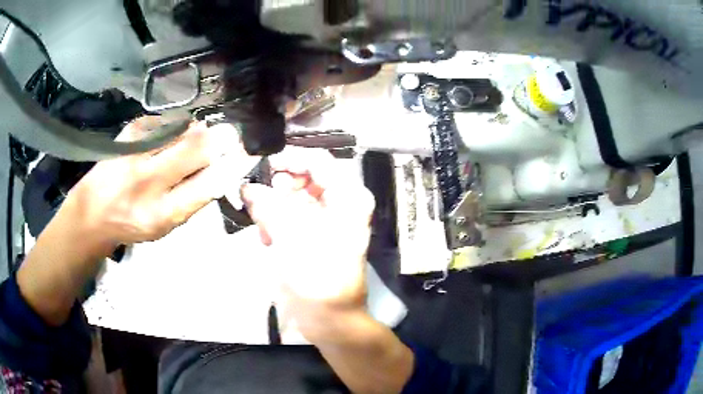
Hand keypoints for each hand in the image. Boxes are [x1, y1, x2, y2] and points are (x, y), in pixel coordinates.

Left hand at [63, 118, 244, 252]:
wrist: (93, 211)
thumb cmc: (133, 223)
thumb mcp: (165, 226)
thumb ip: (192, 199)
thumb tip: (220, 167)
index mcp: (162, 213)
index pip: (208, 184)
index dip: (232, 164)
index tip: (247, 152)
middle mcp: (148, 181)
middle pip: (196, 147)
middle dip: (220, 138)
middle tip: (230, 134)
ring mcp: (136, 151)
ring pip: (182, 130)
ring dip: (196, 133)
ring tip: (194, 140)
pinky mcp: (130, 131)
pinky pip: (166, 122)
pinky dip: (175, 128)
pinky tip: (169, 138)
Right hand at [243, 149, 414, 392]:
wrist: (328, 320)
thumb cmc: (315, 278)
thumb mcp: (289, 236)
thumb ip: (266, 204)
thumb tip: (248, 186)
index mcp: (348, 197)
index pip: (318, 161)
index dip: (288, 158)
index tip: (261, 166)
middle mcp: (341, 204)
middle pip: (304, 179)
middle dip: (277, 188)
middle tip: (256, 200)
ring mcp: (328, 222)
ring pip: (294, 199)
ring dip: (274, 208)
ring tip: (262, 225)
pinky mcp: (314, 238)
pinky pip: (291, 218)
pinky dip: (277, 223)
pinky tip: (268, 238)